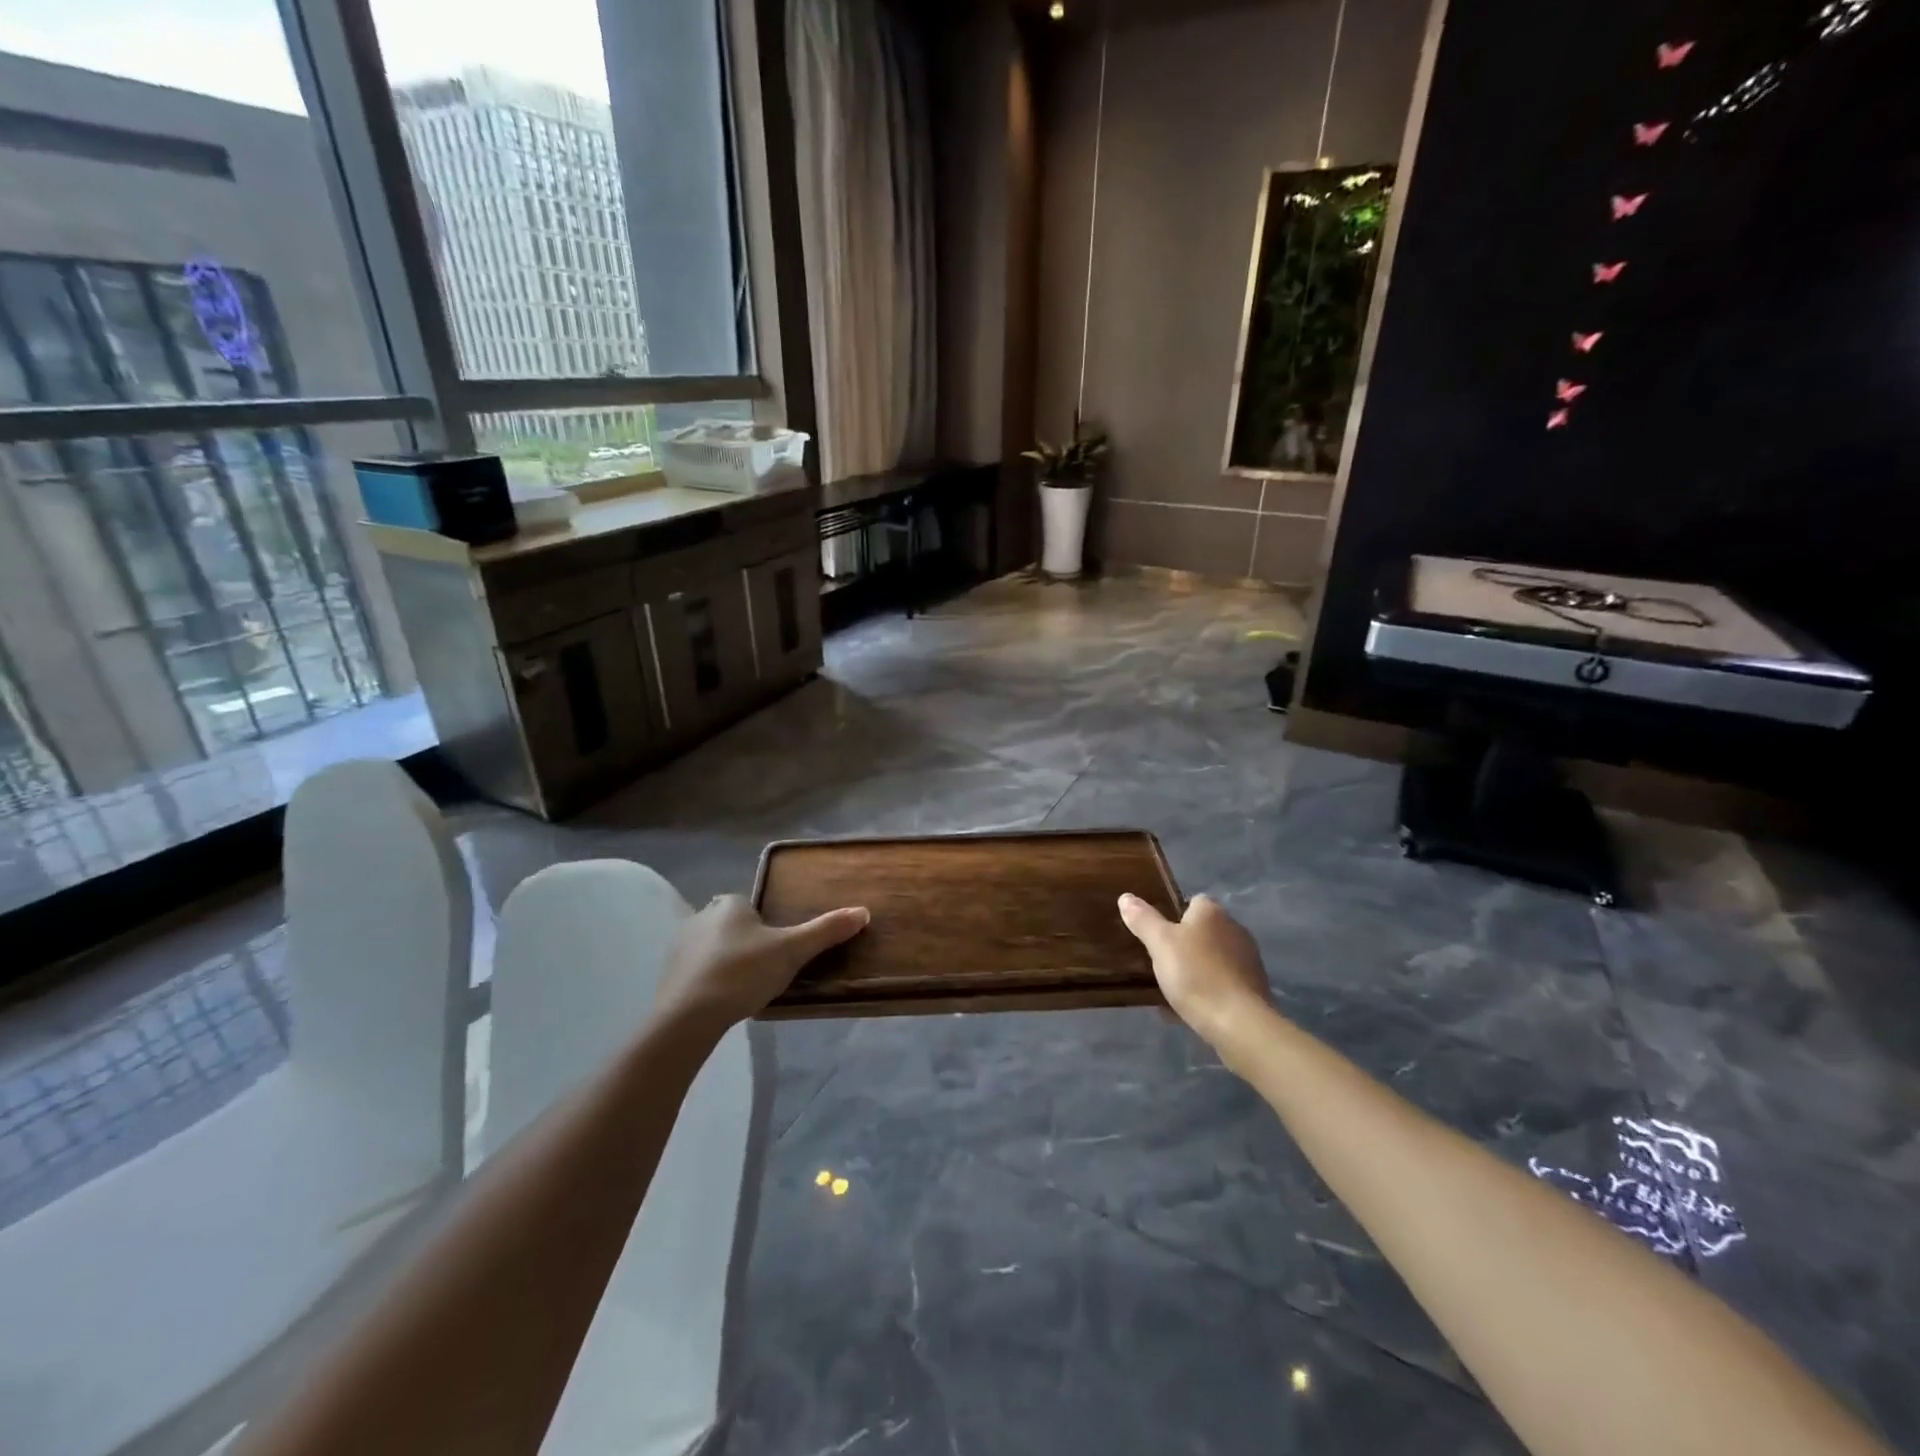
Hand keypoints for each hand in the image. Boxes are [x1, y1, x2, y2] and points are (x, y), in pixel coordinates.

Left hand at [654, 894, 869, 1032]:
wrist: (688, 1016)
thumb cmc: (743, 972)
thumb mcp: (792, 951)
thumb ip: (825, 930)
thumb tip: (863, 911)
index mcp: (729, 904)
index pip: (749, 905)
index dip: (764, 924)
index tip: (777, 948)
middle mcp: (700, 917)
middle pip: (730, 925)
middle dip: (745, 942)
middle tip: (765, 969)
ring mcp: (679, 947)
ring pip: (711, 948)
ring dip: (726, 962)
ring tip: (745, 988)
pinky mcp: (667, 976)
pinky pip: (695, 972)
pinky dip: (708, 982)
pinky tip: (721, 1001)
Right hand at [1118, 893, 1271, 1046]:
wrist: (1238, 1023)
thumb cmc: (1195, 974)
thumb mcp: (1160, 943)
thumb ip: (1143, 919)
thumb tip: (1126, 897)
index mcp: (1212, 913)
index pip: (1192, 901)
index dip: (1173, 914)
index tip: (1157, 934)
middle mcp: (1234, 930)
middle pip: (1203, 931)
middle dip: (1183, 944)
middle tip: (1160, 961)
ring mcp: (1247, 960)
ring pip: (1212, 959)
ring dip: (1195, 969)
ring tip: (1170, 989)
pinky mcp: (1253, 989)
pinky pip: (1222, 983)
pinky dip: (1206, 991)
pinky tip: (1187, 1009)